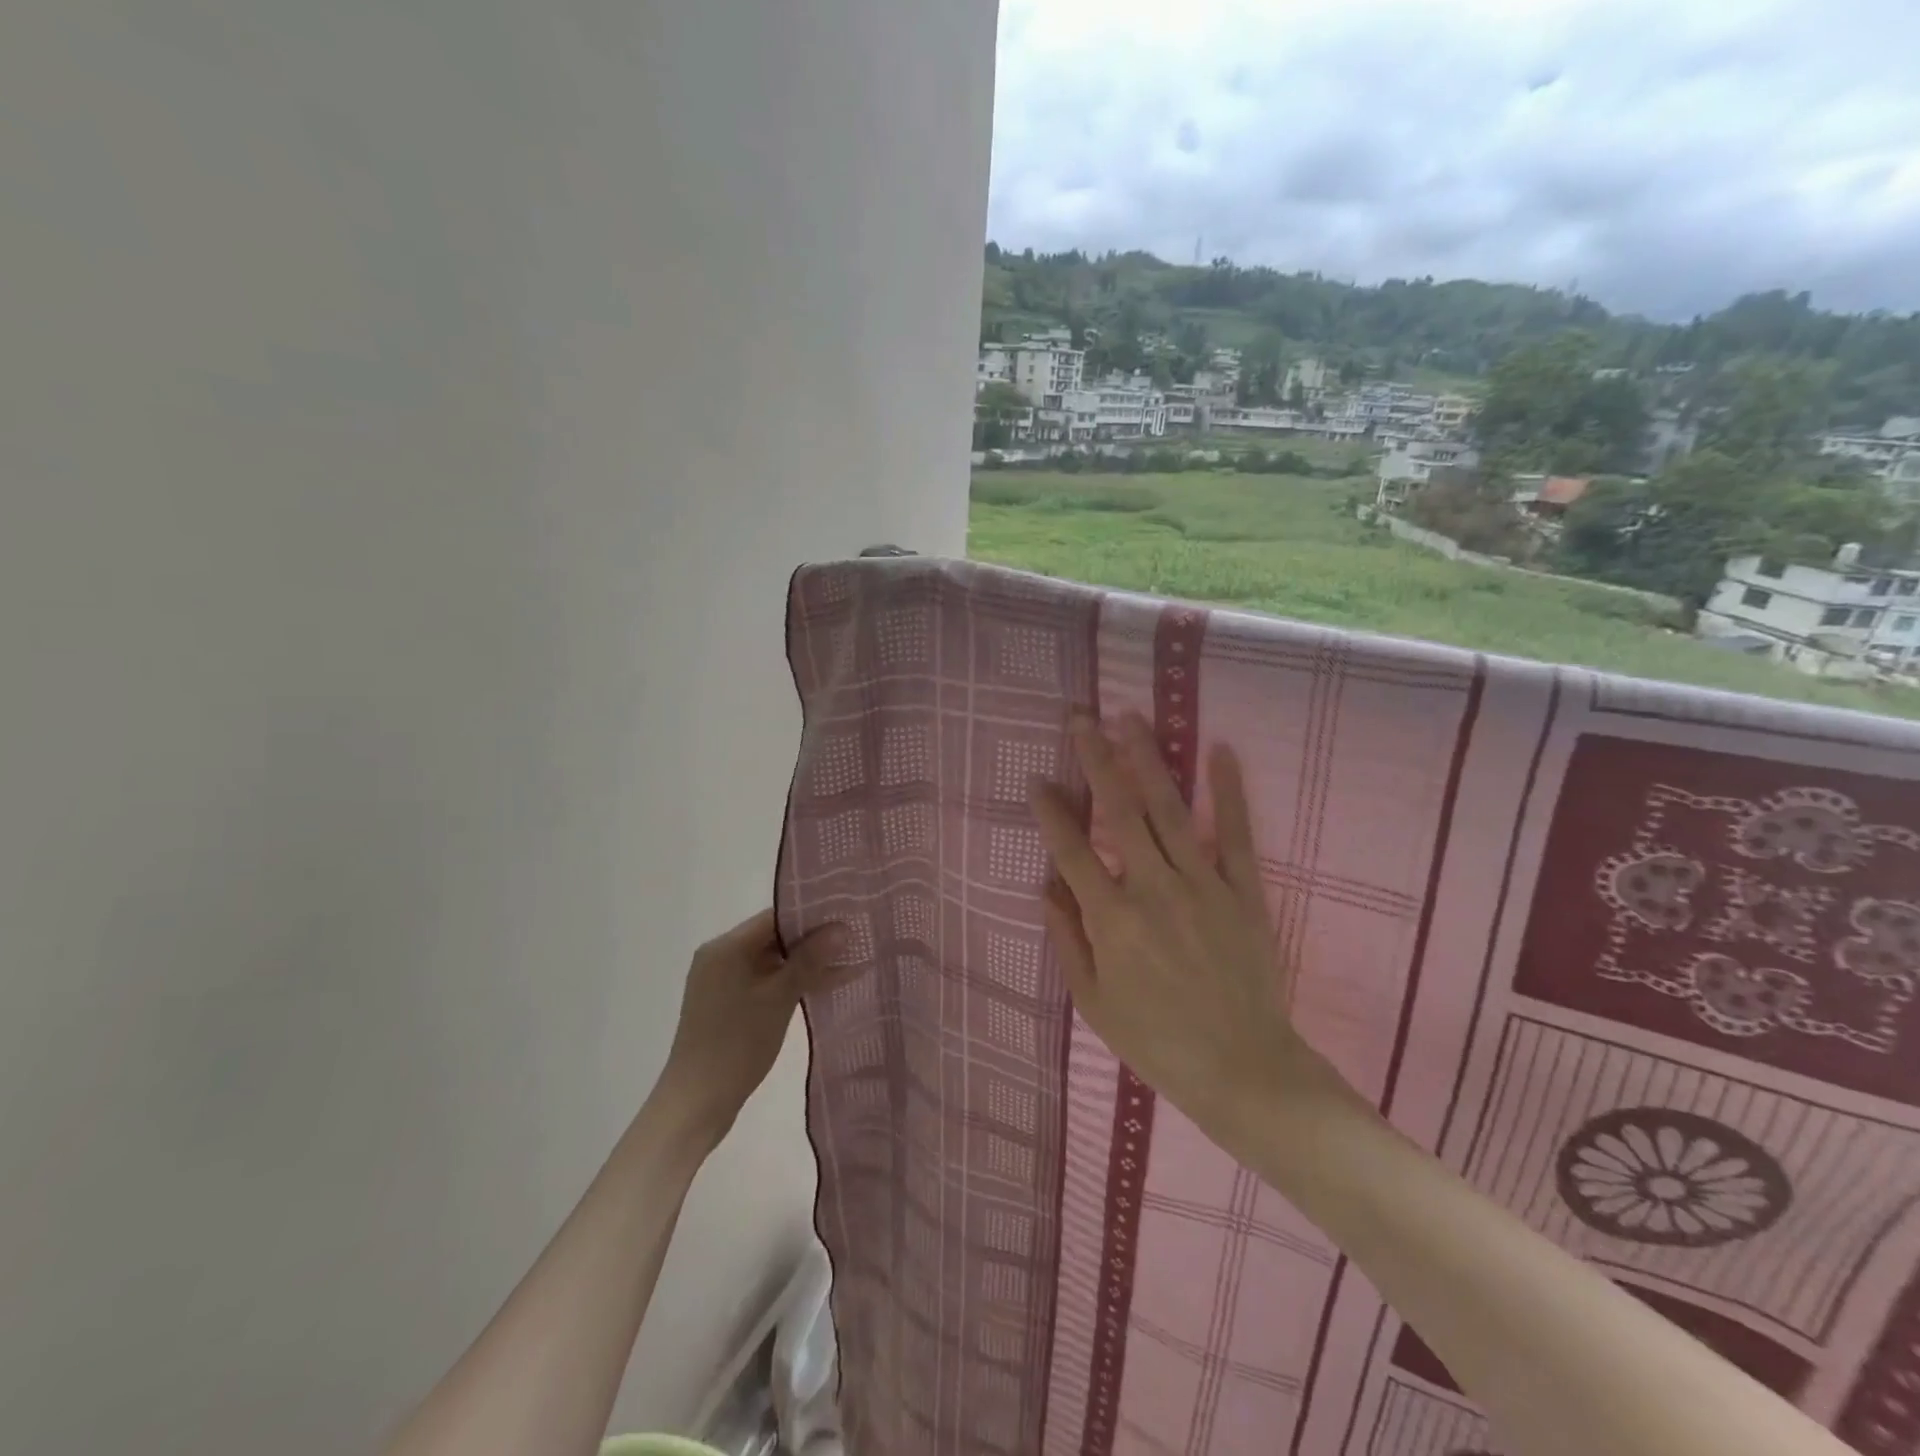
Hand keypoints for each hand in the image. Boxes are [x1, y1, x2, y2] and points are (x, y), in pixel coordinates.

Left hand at [654, 909, 850, 1146]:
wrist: (697, 1103)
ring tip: (848, 964)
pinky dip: (789, 982)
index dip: (812, 917)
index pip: (775, 917)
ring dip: (804, 964)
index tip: (847, 919)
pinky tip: (822, 986)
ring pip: (771, 961)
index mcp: (725, 947)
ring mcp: (721, 981)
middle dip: (813, 942)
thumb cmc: (737, 1044)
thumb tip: (842, 927)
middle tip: (853, 941)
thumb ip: (810, 959)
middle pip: (773, 937)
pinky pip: (764, 980)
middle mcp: (719, 956)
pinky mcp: (726, 1003)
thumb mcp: (779, 998)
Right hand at [1030, 714, 1338, 1148]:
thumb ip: (1068, 939)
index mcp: (1112, 920)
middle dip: (1097, 761)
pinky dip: (1229, 791)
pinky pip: (1236, 833)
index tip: (1038, 778)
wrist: (1244, 1070)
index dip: (1051, 812)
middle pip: (1119, 812)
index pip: (1072, 851)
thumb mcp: (1094, 1003)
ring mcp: (1202, 885)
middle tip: (1081, 719)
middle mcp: (1153, 889)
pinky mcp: (1243, 891)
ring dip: (1148, 760)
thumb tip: (1044, 887)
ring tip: (1131, 718)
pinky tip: (1219, 751)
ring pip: (1170, 810)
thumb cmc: (1157, 1042)